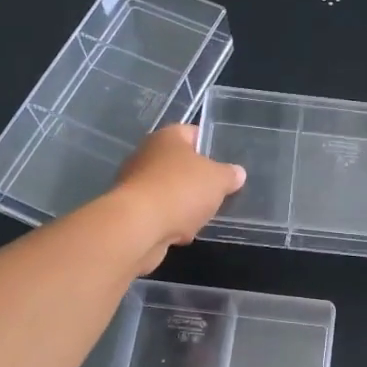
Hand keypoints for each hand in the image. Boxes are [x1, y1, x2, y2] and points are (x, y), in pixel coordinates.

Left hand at [110, 124, 246, 271]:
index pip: (193, 133)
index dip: (211, 146)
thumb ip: (230, 175)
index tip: (225, 164)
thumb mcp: (218, 180)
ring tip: (201, 218)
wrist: (138, 227)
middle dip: (198, 181)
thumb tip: (237, 173)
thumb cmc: (181, 191)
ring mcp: (135, 183)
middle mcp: (147, 154)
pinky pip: (158, 213)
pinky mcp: (130, 211)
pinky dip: (170, 222)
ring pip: (170, 191)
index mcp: (168, 137)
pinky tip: (181, 233)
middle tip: (217, 193)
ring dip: (184, 205)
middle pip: (180, 165)